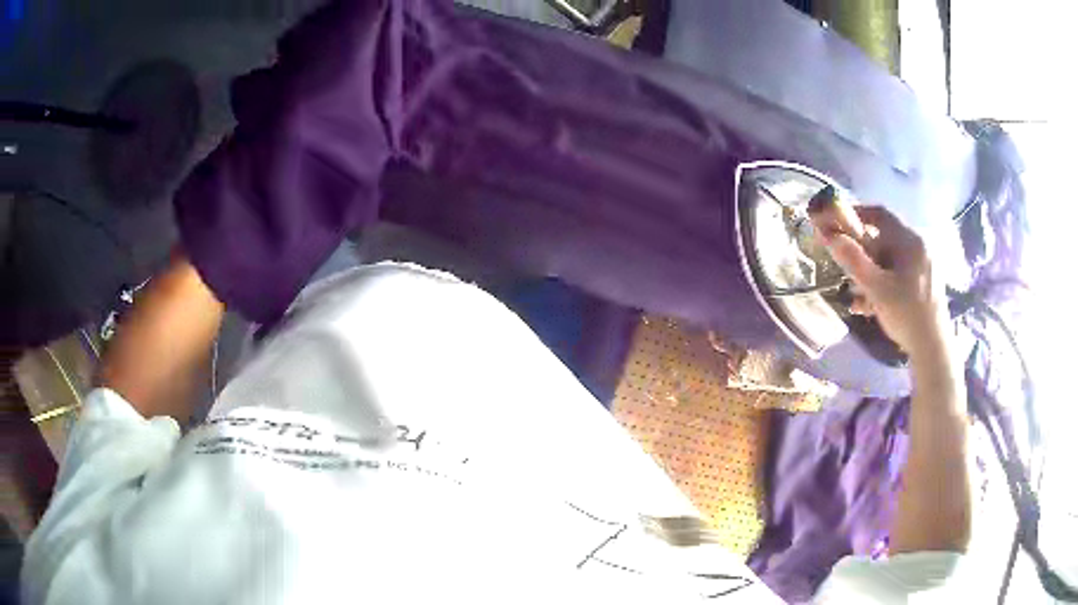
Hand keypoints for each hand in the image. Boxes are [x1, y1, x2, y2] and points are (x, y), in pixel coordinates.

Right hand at [815, 207, 949, 357]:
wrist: (933, 348)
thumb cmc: (906, 313)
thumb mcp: (876, 287)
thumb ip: (852, 259)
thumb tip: (827, 233)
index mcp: (910, 240)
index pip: (880, 214)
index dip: (856, 214)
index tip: (837, 224)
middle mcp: (919, 246)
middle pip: (884, 240)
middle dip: (862, 254)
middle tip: (846, 271)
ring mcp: (924, 265)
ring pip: (890, 260)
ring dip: (870, 274)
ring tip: (857, 297)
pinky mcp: (925, 282)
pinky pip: (899, 273)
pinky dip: (884, 283)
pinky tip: (872, 305)